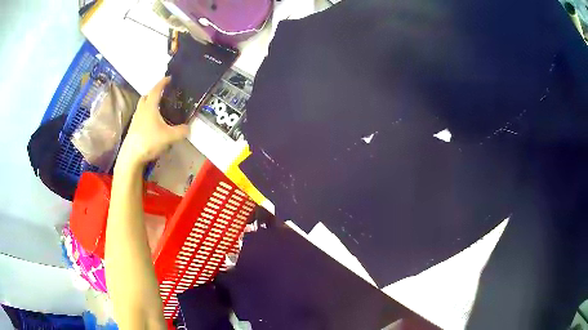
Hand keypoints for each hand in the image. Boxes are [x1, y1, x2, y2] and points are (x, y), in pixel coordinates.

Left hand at [117, 76, 188, 168]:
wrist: (131, 156)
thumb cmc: (149, 141)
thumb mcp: (169, 137)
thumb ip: (181, 131)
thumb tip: (188, 128)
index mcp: (150, 106)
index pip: (156, 90)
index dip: (163, 83)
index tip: (169, 78)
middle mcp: (142, 110)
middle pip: (146, 96)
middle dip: (154, 92)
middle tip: (163, 94)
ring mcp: (136, 119)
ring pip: (142, 106)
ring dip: (149, 103)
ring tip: (158, 108)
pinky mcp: (133, 128)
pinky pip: (141, 116)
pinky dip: (147, 114)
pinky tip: (152, 123)